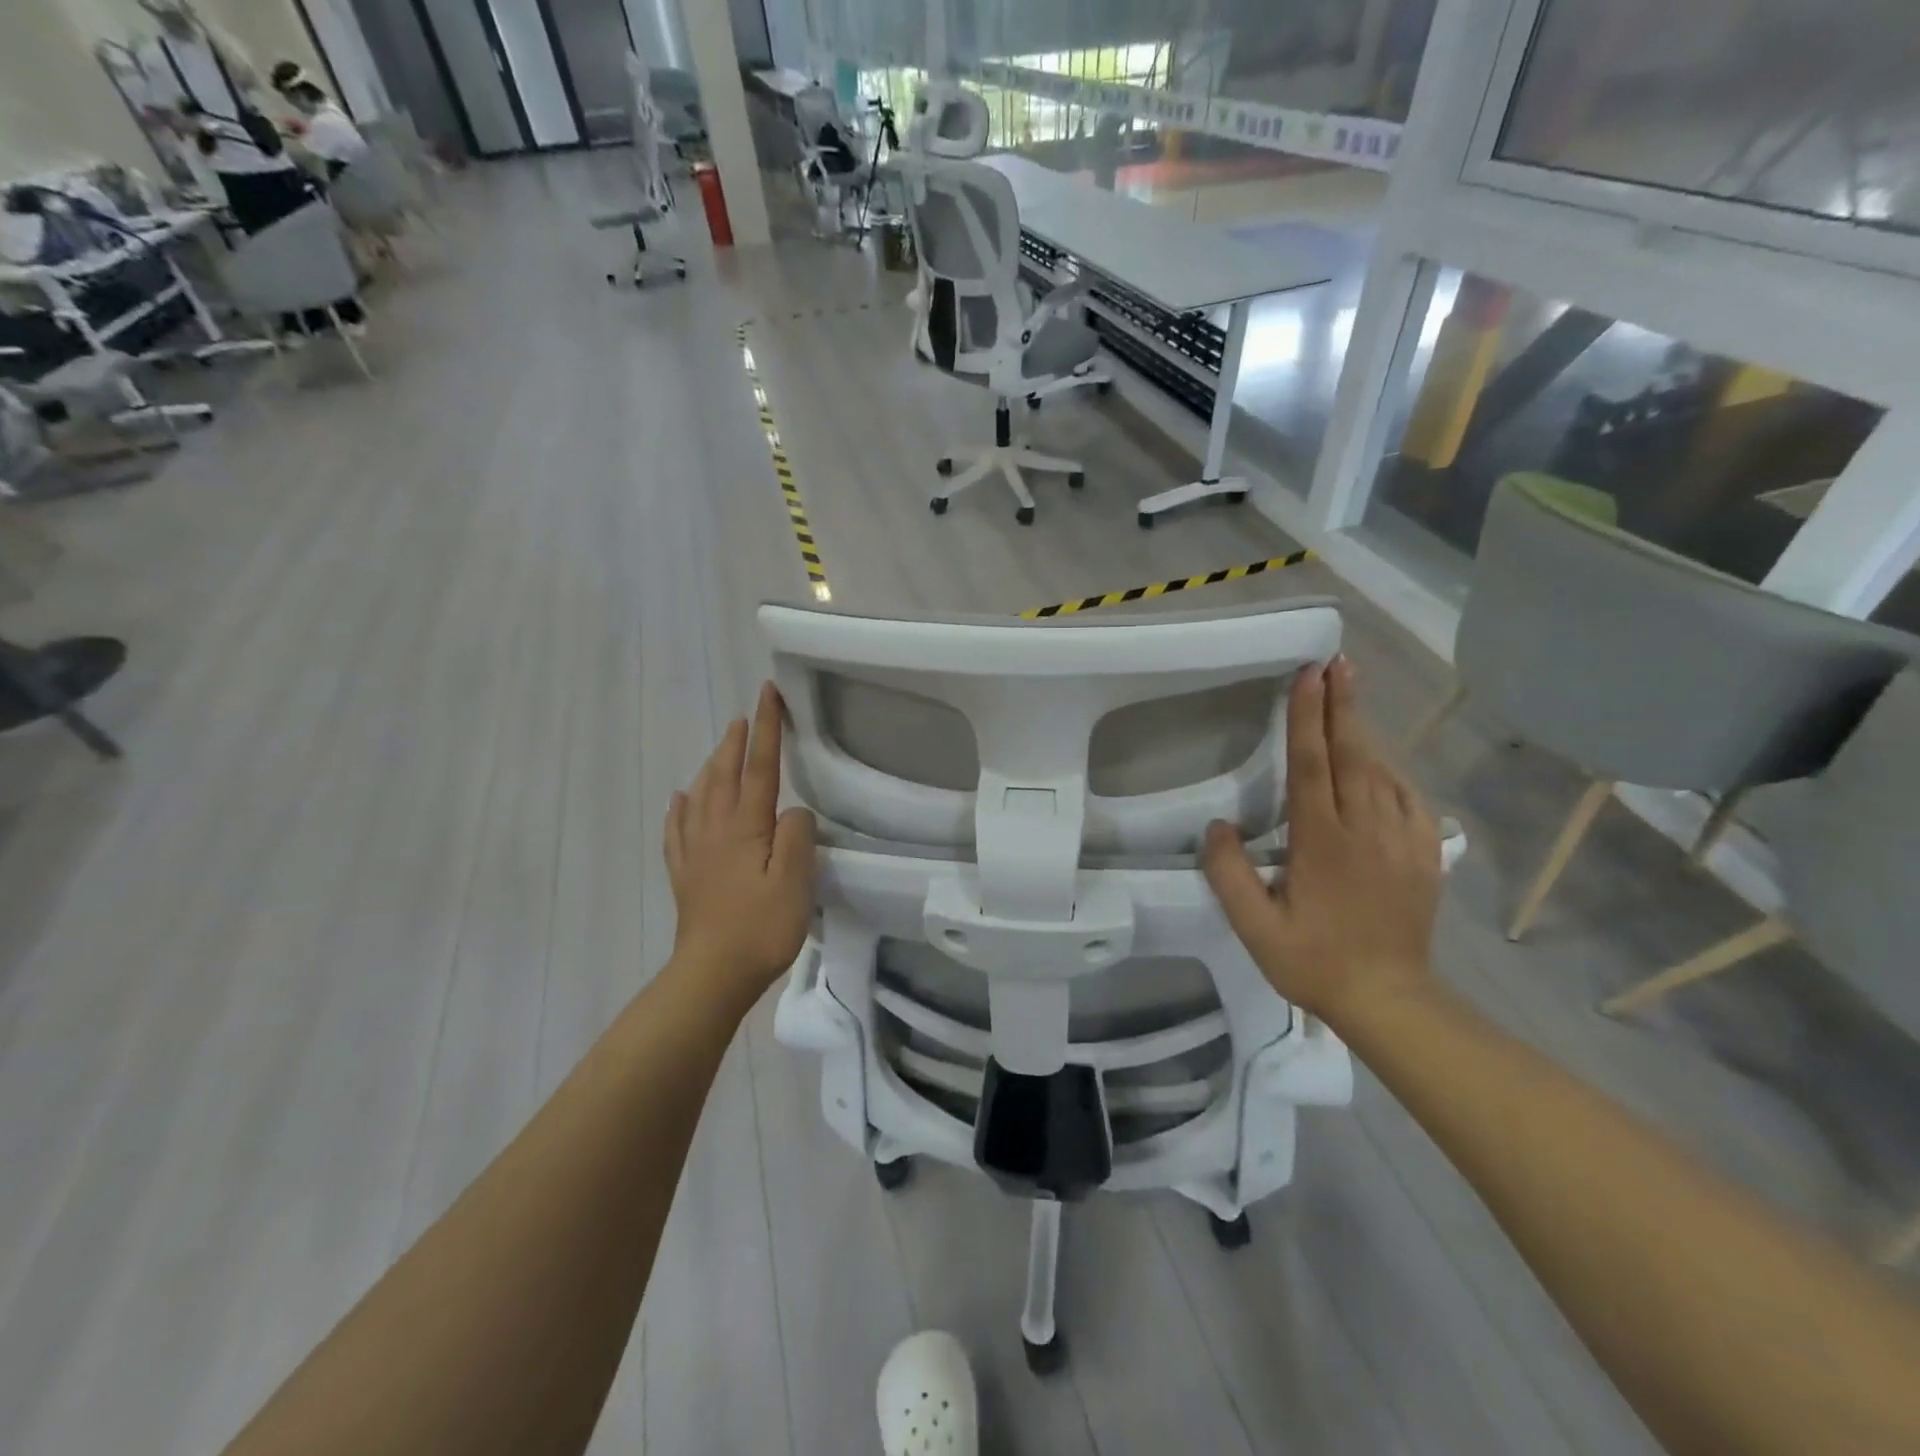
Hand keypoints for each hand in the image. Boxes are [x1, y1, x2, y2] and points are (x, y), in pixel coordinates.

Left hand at [664, 683, 816, 1004]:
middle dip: (736, 740)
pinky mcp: (686, 874)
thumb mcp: (795, 881)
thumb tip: (792, 812)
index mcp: (746, 827)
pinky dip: (679, 808)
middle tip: (746, 714)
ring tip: (720, 748)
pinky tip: (679, 799)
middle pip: (724, 774)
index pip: (759, 767)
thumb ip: (797, 836)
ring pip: (700, 795)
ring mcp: (696, 852)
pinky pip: (677, 830)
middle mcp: (716, 830)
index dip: (766, 729)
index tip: (768, 694)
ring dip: (712, 765)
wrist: (712, 975)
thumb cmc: (761, 928)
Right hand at [1202, 657, 1439, 1023]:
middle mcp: (1367, 830)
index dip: (1307, 718)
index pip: (1313, 767)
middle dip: (1342, 704)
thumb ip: (1229, 875)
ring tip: (1351, 690)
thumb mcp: (1255, 929)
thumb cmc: (1314, 962)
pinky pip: (1407, 795)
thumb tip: (1218, 826)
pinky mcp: (1424, 852)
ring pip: (1383, 769)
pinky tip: (1378, 756)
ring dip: (1364, 727)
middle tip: (1336, 662)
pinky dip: (1390, 766)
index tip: (1308, 676)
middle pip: (1353, 754)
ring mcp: (1403, 840)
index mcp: (1324, 844)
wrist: (1391, 1000)